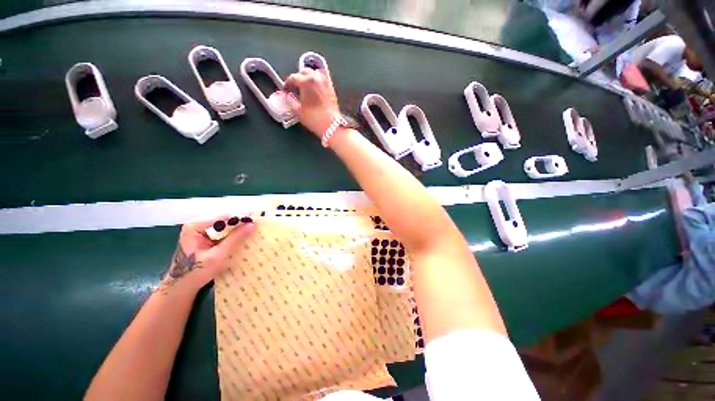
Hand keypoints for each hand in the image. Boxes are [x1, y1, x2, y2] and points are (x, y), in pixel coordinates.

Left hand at [159, 217, 254, 292]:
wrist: (181, 287)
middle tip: (257, 227)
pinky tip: (242, 239)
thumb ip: (235, 239)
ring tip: (253, 232)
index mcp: (195, 226)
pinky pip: (222, 233)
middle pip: (224, 220)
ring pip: (225, 226)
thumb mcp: (218, 255)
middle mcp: (197, 224)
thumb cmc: (196, 272)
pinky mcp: (204, 237)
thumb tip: (253, 225)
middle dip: (240, 224)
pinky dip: (232, 236)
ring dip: (237, 230)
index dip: (241, 218)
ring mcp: (200, 231)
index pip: (223, 217)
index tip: (257, 222)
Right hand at [284, 68, 340, 137]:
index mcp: (305, 81)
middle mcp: (316, 77)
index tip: (285, 90)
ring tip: (305, 87)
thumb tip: (287, 96)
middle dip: (298, 78)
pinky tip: (314, 88)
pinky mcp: (331, 87)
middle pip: (304, 72)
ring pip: (314, 73)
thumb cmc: (314, 118)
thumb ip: (290, 101)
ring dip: (308, 77)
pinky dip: (317, 81)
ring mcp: (325, 81)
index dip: (287, 84)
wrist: (331, 125)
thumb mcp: (298, 111)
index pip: (293, 78)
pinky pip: (322, 79)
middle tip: (295, 87)